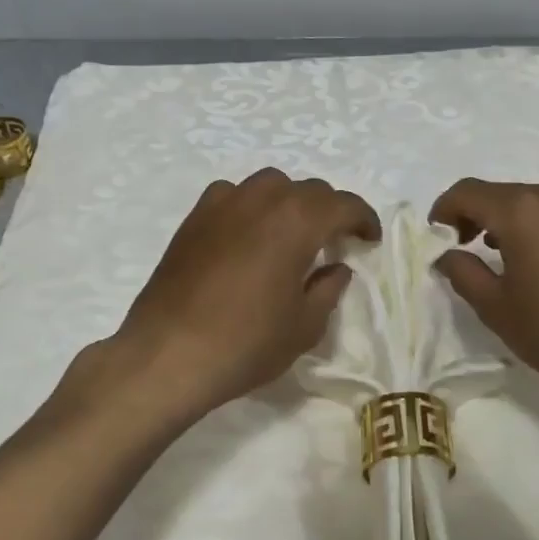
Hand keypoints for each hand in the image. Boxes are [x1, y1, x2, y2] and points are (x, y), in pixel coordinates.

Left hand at [104, 169, 379, 426]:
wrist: (169, 354)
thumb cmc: (246, 342)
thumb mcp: (304, 326)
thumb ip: (328, 289)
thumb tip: (336, 268)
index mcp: (298, 221)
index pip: (343, 204)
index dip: (363, 219)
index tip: (370, 239)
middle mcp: (263, 199)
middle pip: (308, 190)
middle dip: (329, 211)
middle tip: (335, 241)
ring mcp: (223, 203)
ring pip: (270, 185)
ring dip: (290, 202)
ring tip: (292, 233)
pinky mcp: (194, 217)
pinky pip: (233, 195)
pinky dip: (250, 206)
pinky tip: (247, 233)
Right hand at [430, 178, 538, 422]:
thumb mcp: (497, 309)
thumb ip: (463, 273)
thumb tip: (448, 255)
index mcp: (521, 210)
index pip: (468, 192)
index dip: (444, 209)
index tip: (437, 235)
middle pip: (505, 195)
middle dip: (480, 216)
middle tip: (469, 249)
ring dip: (516, 223)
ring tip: (512, 260)